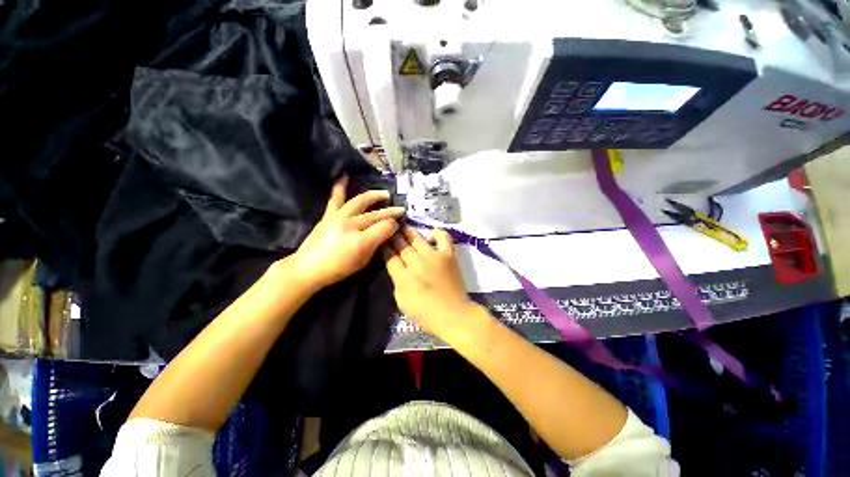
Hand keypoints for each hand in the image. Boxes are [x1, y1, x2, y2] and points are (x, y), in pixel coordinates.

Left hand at [289, 176, 403, 289]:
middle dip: (391, 211)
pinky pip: (336, 198)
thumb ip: (377, 244)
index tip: (398, 225)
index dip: (394, 225)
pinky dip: (340, 186)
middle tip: (401, 209)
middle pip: (375, 214)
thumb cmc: (339, 268)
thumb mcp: (363, 261)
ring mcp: (339, 217)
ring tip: (384, 194)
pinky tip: (345, 176)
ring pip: (360, 202)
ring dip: (374, 196)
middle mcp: (351, 225)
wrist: (308, 268)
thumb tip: (388, 230)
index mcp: (361, 241)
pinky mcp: (329, 215)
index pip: (385, 227)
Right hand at [381, 226, 480, 340]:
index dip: (384, 247)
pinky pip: (443, 238)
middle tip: (389, 228)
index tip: (382, 239)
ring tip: (403, 225)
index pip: (390, 257)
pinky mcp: (449, 255)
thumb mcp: (402, 301)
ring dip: (408, 231)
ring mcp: (434, 257)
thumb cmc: (425, 313)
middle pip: (401, 245)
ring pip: (417, 239)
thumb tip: (396, 266)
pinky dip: (438, 233)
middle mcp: (417, 263)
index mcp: (404, 277)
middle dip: (393, 236)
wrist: (454, 315)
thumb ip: (397, 281)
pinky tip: (431, 232)